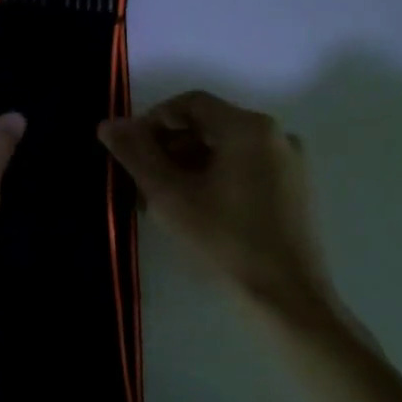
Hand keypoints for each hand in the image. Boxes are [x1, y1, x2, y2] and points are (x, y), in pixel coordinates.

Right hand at [99, 90, 331, 320]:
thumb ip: (135, 154)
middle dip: (169, 148)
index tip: (130, 152)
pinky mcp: (294, 191)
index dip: (153, 121)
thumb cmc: (223, 240)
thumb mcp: (169, 195)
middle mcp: (275, 135)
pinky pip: (245, 169)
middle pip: (208, 126)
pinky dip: (214, 179)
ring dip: (188, 167)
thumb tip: (108, 124)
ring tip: (161, 202)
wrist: (285, 298)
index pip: (190, 104)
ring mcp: (289, 164)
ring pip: (225, 151)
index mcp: (247, 127)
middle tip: (140, 182)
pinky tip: (194, 211)